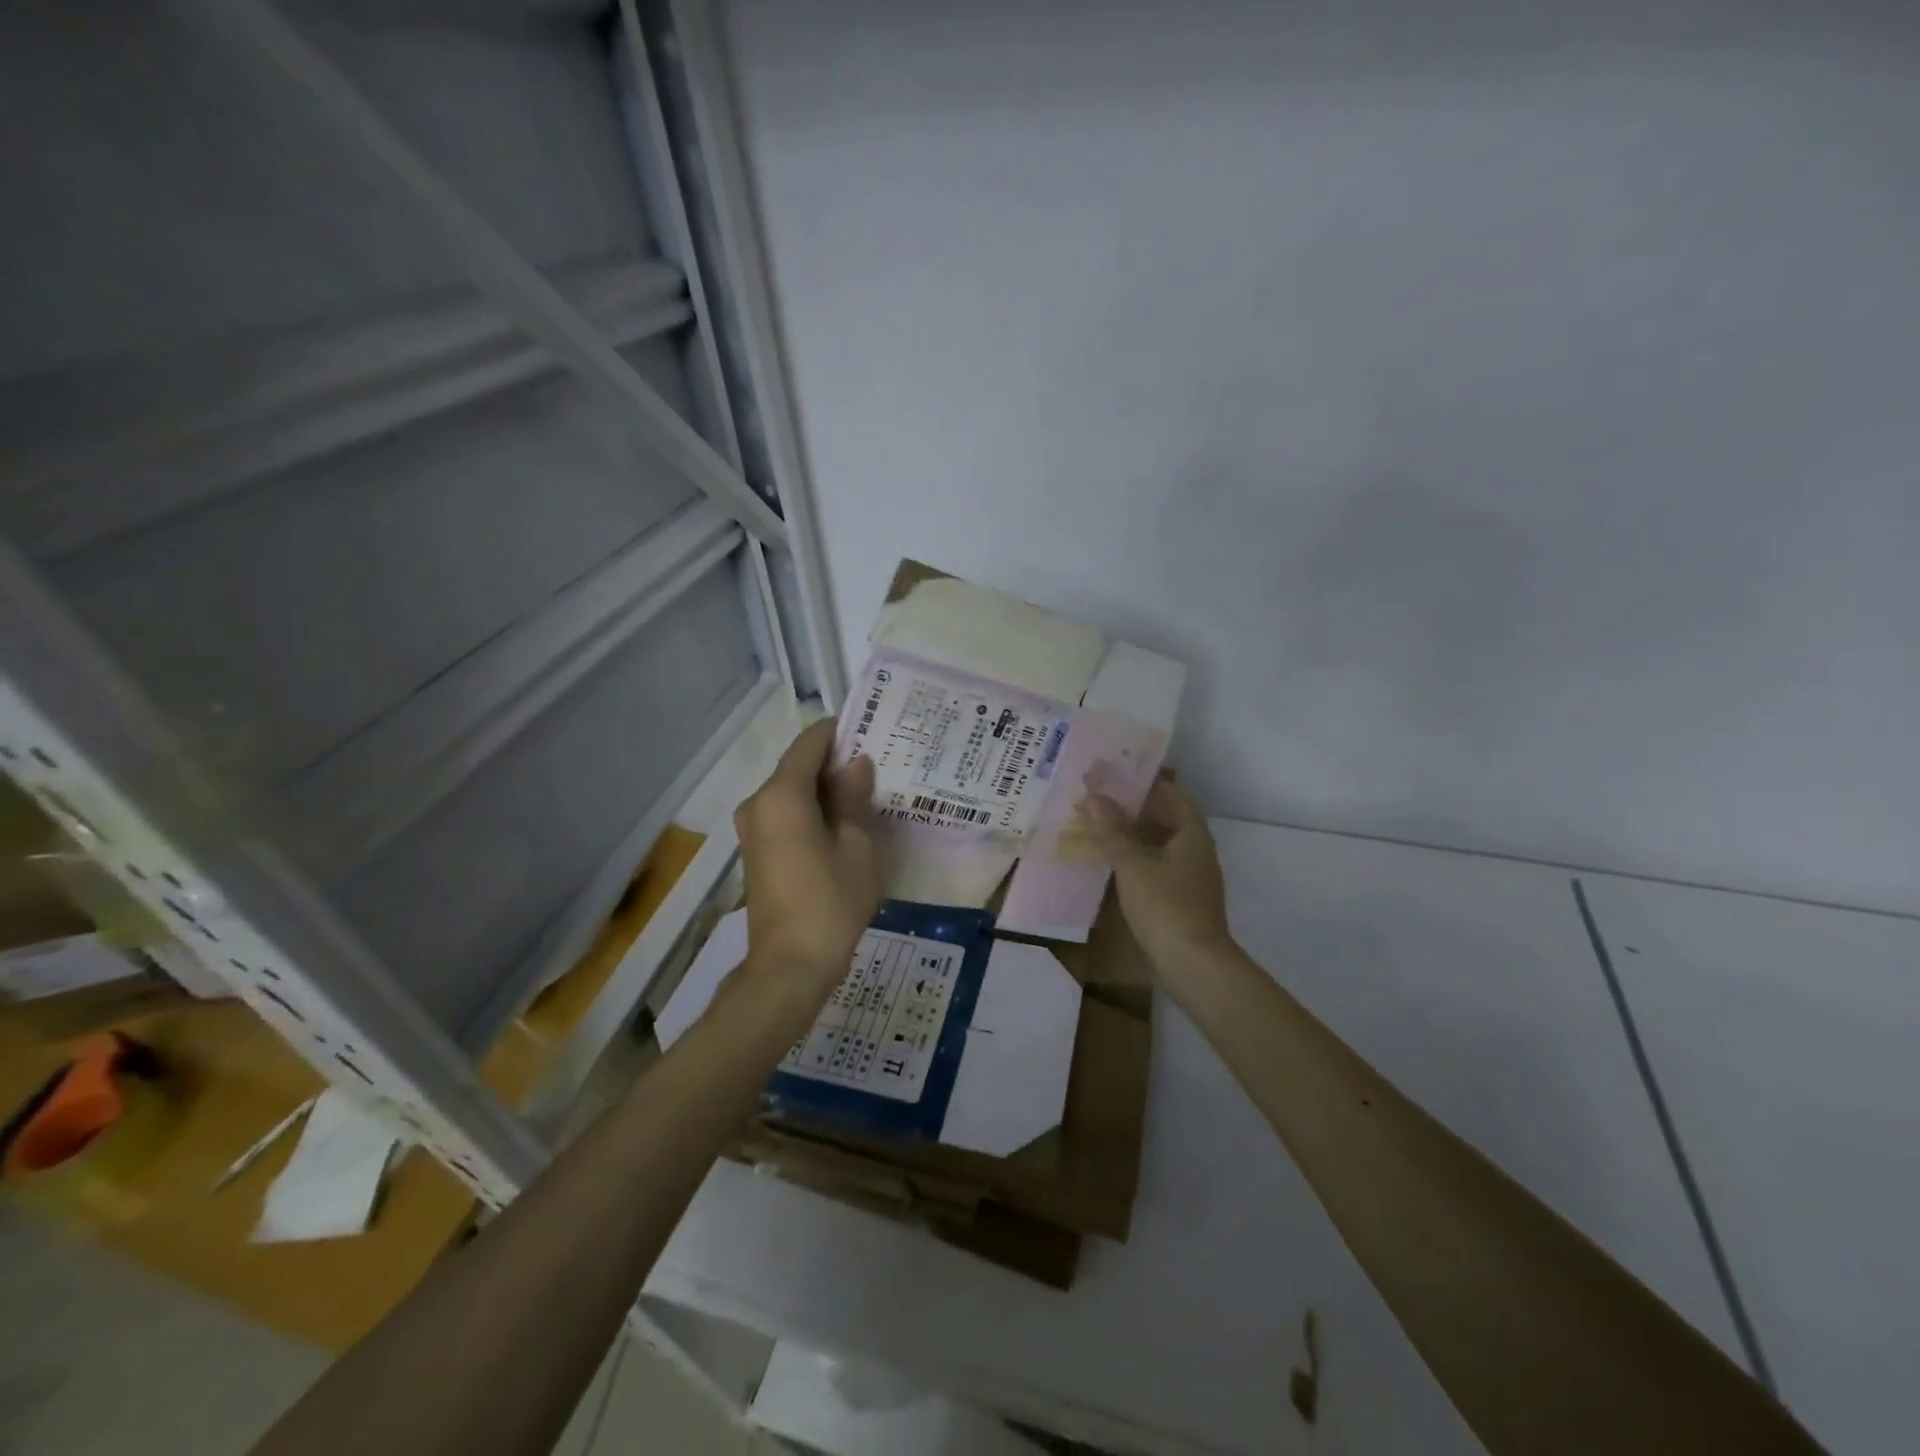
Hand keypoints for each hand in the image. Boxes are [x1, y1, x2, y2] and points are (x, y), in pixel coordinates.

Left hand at [735, 720, 880, 991]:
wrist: (789, 967)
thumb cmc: (830, 902)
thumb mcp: (856, 847)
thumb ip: (854, 798)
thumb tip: (856, 764)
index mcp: (782, 795)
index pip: (809, 743)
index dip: (837, 731)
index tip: (869, 727)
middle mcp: (758, 803)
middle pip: (797, 766)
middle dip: (834, 762)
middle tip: (877, 763)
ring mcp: (752, 829)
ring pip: (791, 792)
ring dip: (824, 788)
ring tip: (866, 791)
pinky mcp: (756, 852)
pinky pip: (785, 815)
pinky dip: (811, 810)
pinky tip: (842, 821)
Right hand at [1078, 781, 1233, 978]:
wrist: (1194, 965)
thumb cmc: (1165, 906)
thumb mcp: (1132, 865)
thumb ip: (1111, 831)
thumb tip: (1092, 798)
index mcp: (1192, 834)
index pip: (1171, 794)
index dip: (1145, 781)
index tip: (1116, 772)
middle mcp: (1196, 850)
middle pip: (1166, 818)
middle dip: (1135, 806)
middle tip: (1100, 796)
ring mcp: (1191, 877)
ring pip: (1160, 844)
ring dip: (1134, 833)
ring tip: (1100, 824)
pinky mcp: (1182, 900)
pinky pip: (1157, 866)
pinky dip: (1137, 858)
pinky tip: (1113, 862)